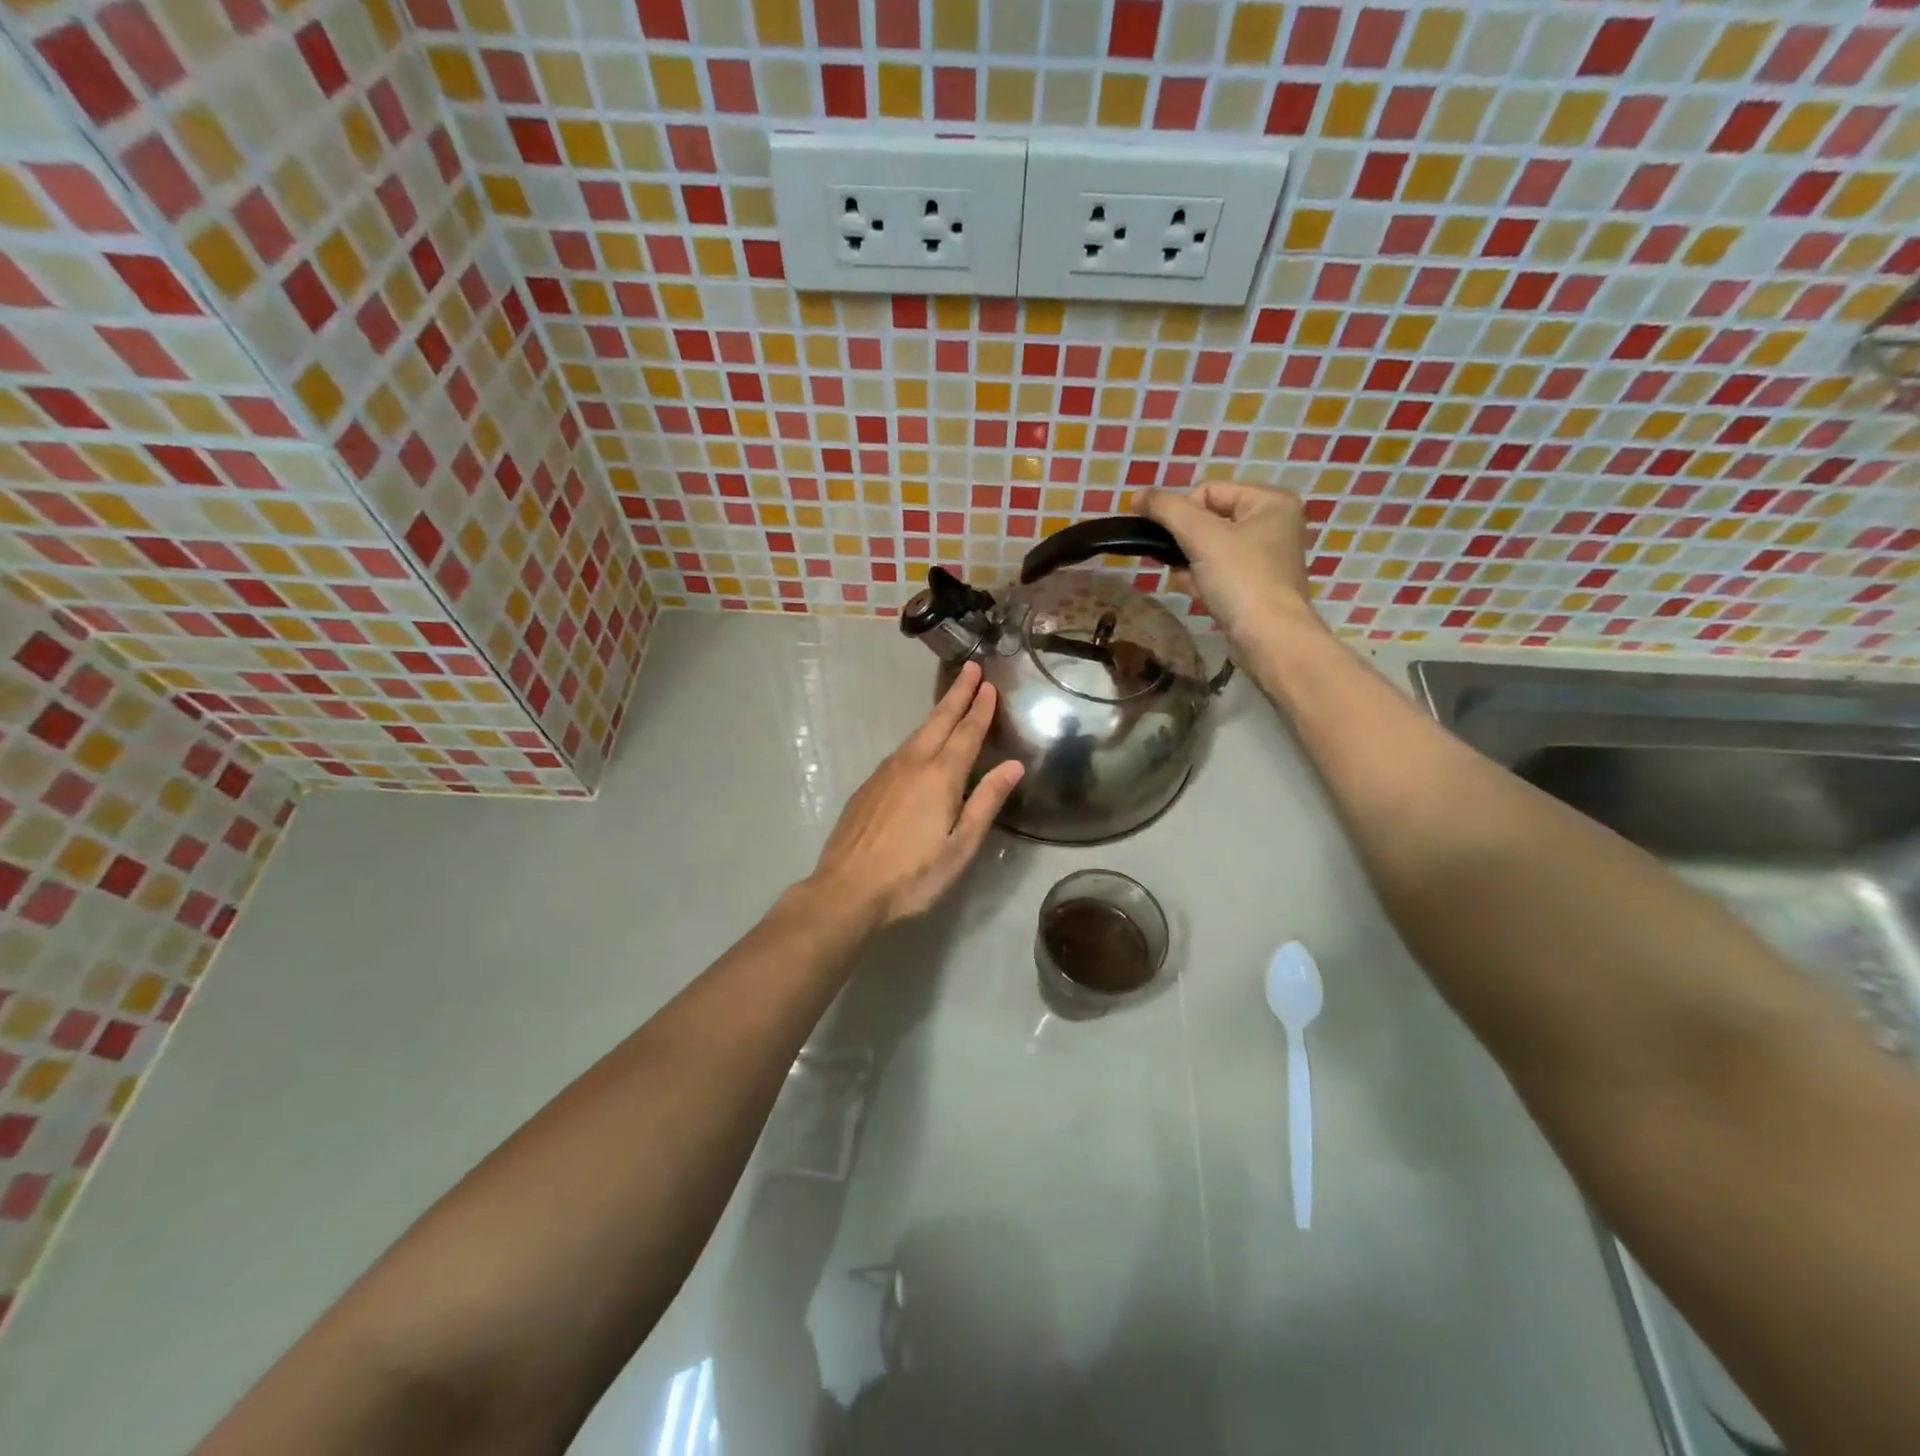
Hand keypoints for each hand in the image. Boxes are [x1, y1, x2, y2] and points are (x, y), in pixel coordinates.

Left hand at [806, 662, 1024, 928]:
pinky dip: (918, 736)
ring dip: (937, 713)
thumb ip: (986, 802)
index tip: (989, 685)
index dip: (980, 708)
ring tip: (951, 700)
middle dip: (957, 694)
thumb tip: (1012, 766)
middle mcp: (912, 764)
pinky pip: (901, 750)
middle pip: (939, 721)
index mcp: (940, 776)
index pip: (966, 733)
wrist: (847, 889)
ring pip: (917, 733)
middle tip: (971, 669)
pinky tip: (920, 745)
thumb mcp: (960, 846)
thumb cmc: (912, 875)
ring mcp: (885, 773)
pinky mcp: (868, 786)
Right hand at [1135, 482, 1320, 659]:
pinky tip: (1193, 592)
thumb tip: (1137, 495)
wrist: (1269, 639)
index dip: (1182, 510)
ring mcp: (1266, 558)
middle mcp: (1274, 524)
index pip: (1209, 490)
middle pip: (1210, 520)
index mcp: (1270, 502)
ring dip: (1189, 562)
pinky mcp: (1256, 587)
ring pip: (1212, 548)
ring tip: (1183, 578)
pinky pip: (1220, 572)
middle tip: (1172, 559)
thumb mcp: (1200, 535)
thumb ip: (1167, 509)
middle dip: (1185, 541)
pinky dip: (1202, 579)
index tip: (1167, 537)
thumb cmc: (1240, 579)